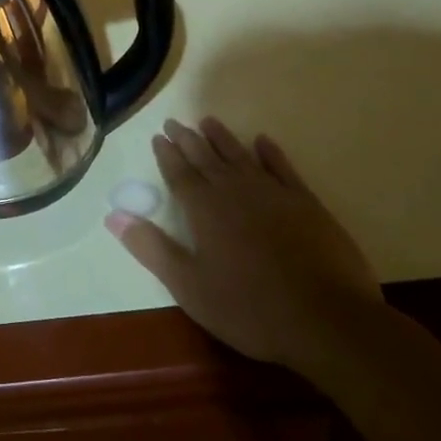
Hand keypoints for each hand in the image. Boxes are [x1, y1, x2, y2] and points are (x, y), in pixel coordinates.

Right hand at [106, 117, 383, 369]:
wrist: (328, 319)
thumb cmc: (249, 308)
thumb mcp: (189, 286)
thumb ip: (151, 248)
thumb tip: (112, 216)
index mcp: (204, 210)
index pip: (179, 174)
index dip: (167, 155)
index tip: (158, 136)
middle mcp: (235, 191)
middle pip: (207, 158)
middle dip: (188, 139)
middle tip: (175, 122)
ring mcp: (273, 194)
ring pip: (241, 156)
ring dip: (223, 139)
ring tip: (208, 121)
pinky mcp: (306, 204)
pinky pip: (282, 168)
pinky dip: (270, 153)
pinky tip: (263, 142)